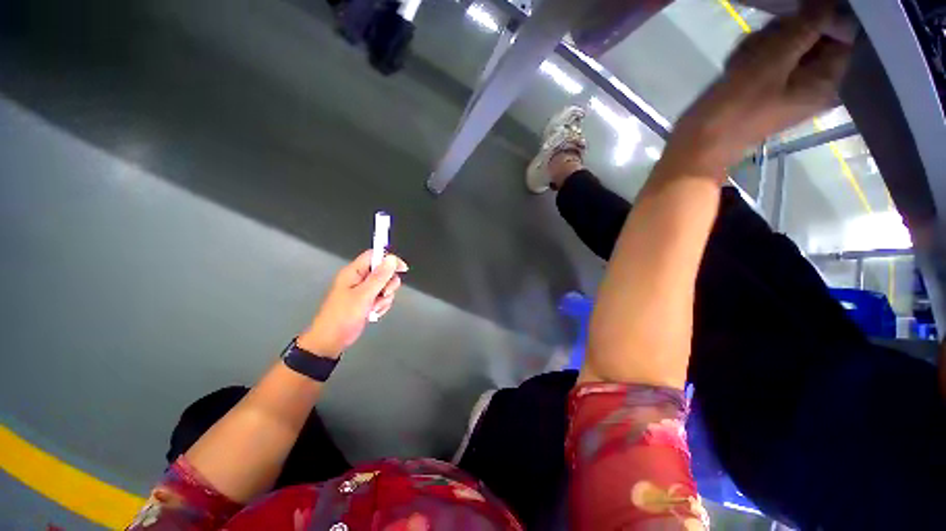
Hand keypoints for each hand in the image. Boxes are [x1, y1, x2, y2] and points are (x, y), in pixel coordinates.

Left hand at [297, 250, 408, 357]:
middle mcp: (359, 279)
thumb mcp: (363, 295)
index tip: (402, 269)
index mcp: (354, 272)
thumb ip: (379, 277)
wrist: (331, 340)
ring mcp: (363, 291)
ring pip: (385, 287)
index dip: (389, 260)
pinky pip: (382, 298)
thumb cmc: (343, 316)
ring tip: (373, 308)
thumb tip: (392, 259)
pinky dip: (381, 306)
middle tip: (382, 294)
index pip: (375, 256)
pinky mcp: (367, 301)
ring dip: (384, 298)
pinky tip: (373, 313)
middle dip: (388, 285)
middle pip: (384, 272)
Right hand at [664, 4, 851, 176]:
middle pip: (811, 35)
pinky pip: (767, 58)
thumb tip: (831, 2)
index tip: (789, 22)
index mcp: (827, 80)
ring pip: (785, 44)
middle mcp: (814, 81)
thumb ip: (805, 28)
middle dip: (782, 34)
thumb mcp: (771, 63)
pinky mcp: (767, 87)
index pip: (840, 32)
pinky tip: (734, 68)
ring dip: (760, 45)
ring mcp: (789, 84)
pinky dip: (750, 57)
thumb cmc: (734, 110)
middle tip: (756, 49)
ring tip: (739, 63)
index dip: (816, 19)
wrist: (697, 147)